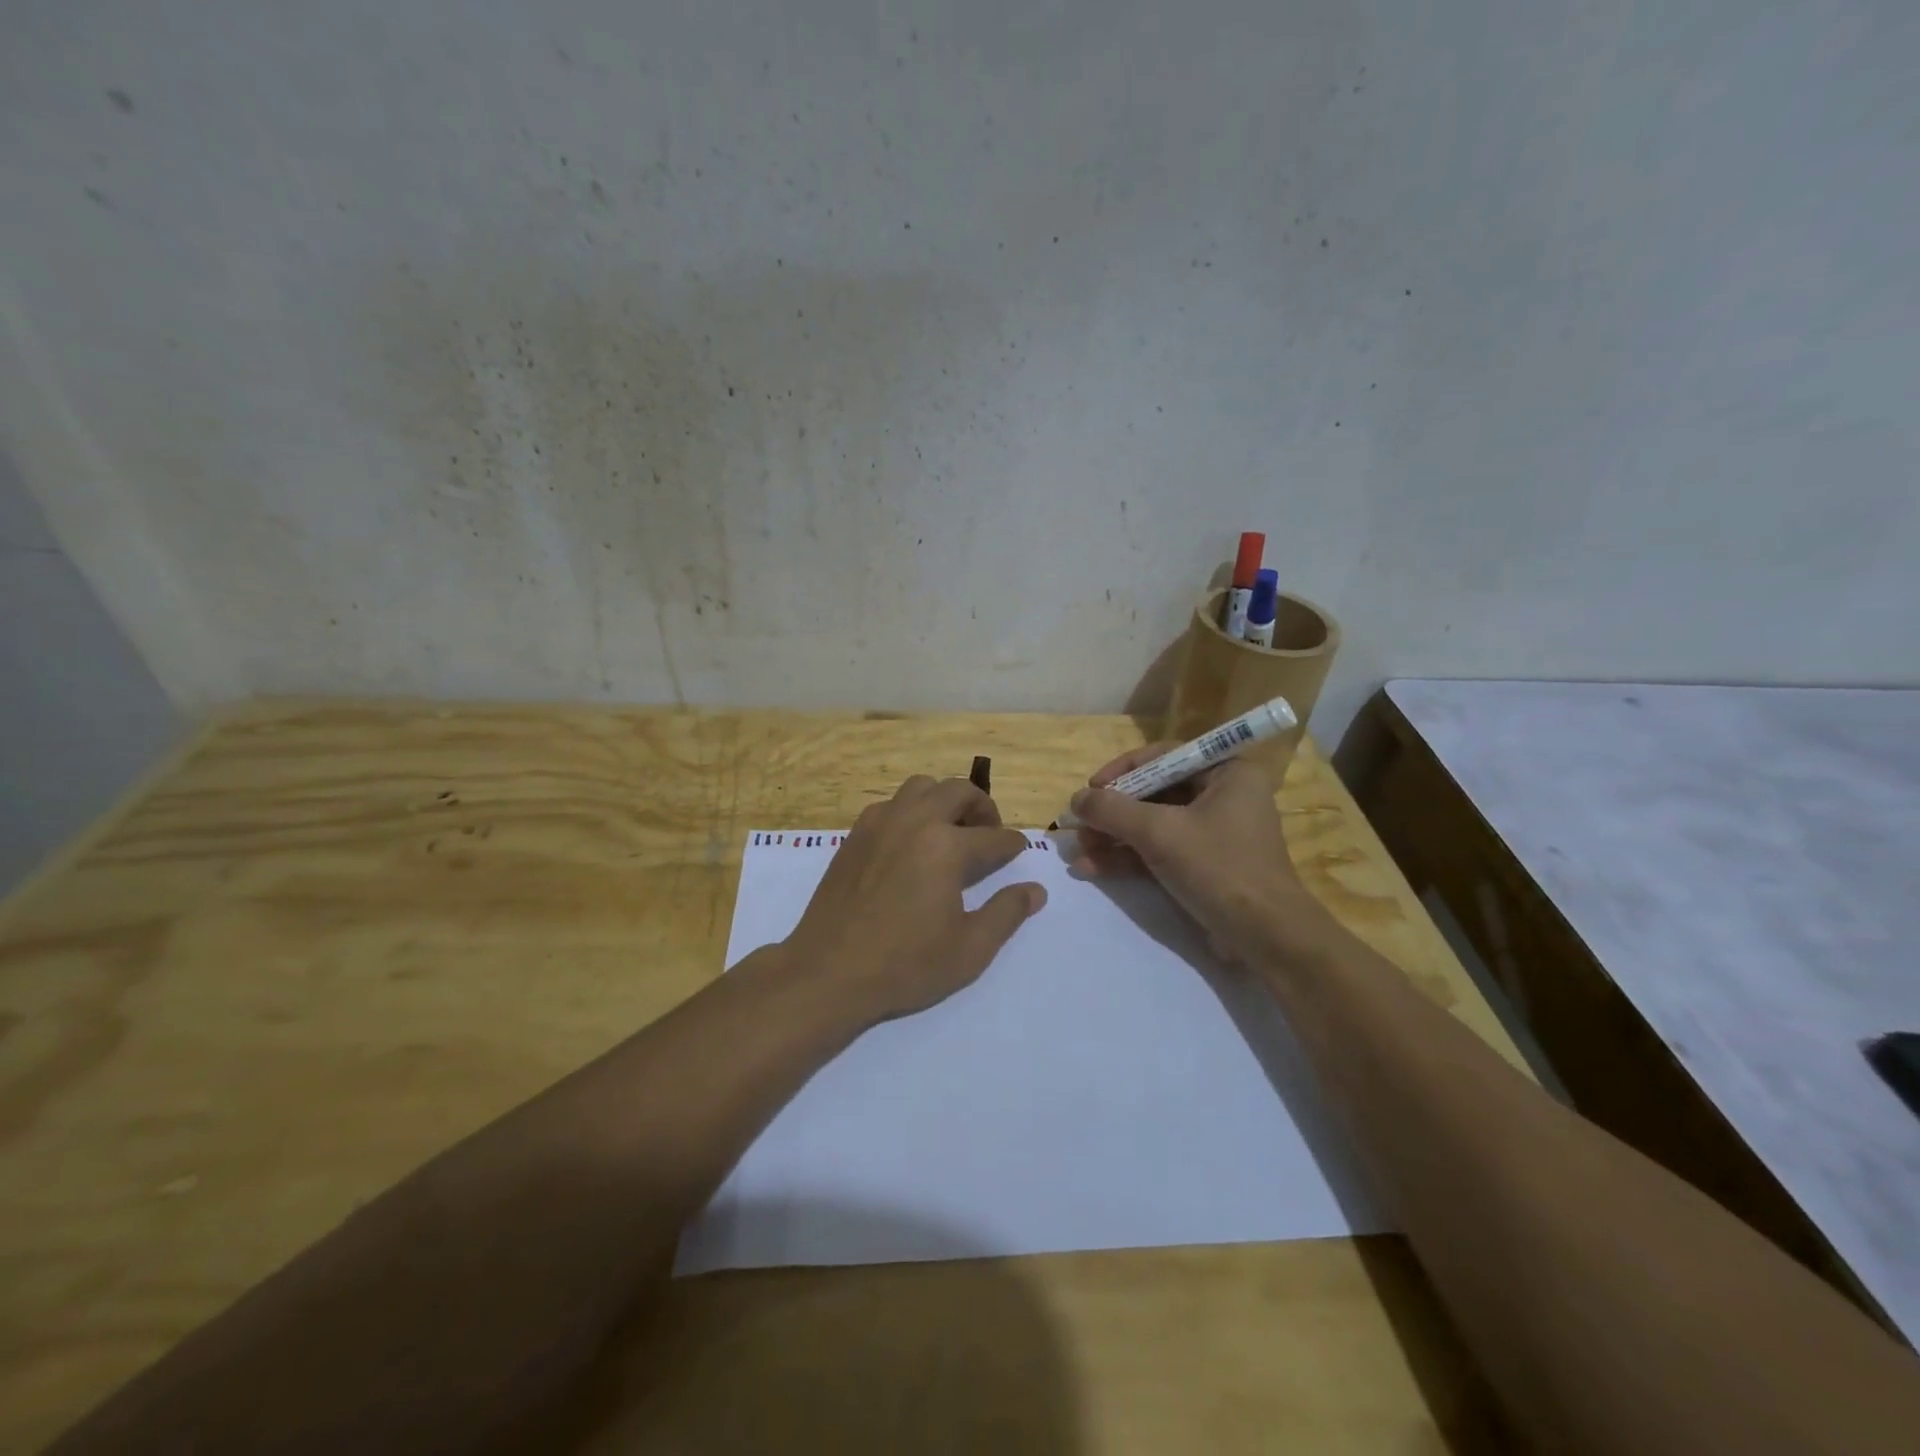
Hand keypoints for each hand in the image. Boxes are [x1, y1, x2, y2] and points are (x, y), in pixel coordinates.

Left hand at [783, 775, 1047, 1023]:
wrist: (828, 973)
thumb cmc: (905, 965)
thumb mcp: (969, 949)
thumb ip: (1007, 913)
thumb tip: (1035, 891)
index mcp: (946, 846)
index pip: (993, 838)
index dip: (1012, 846)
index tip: (1018, 852)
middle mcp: (914, 821)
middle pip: (958, 790)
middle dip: (982, 807)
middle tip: (987, 834)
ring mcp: (880, 823)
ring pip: (921, 787)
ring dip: (944, 800)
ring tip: (950, 831)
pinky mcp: (855, 834)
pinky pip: (891, 804)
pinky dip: (910, 811)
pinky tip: (911, 844)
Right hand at [1067, 745, 1326, 964]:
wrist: (1265, 937)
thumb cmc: (1218, 868)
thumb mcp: (1159, 832)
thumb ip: (1113, 810)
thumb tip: (1076, 800)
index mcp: (1226, 773)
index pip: (1164, 757)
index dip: (1122, 770)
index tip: (1092, 788)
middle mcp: (1222, 796)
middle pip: (1154, 793)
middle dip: (1112, 812)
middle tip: (1078, 826)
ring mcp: (1213, 833)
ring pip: (1152, 825)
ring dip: (1113, 838)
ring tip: (1077, 852)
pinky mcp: (1203, 866)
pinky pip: (1159, 851)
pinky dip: (1127, 859)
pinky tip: (1091, 869)